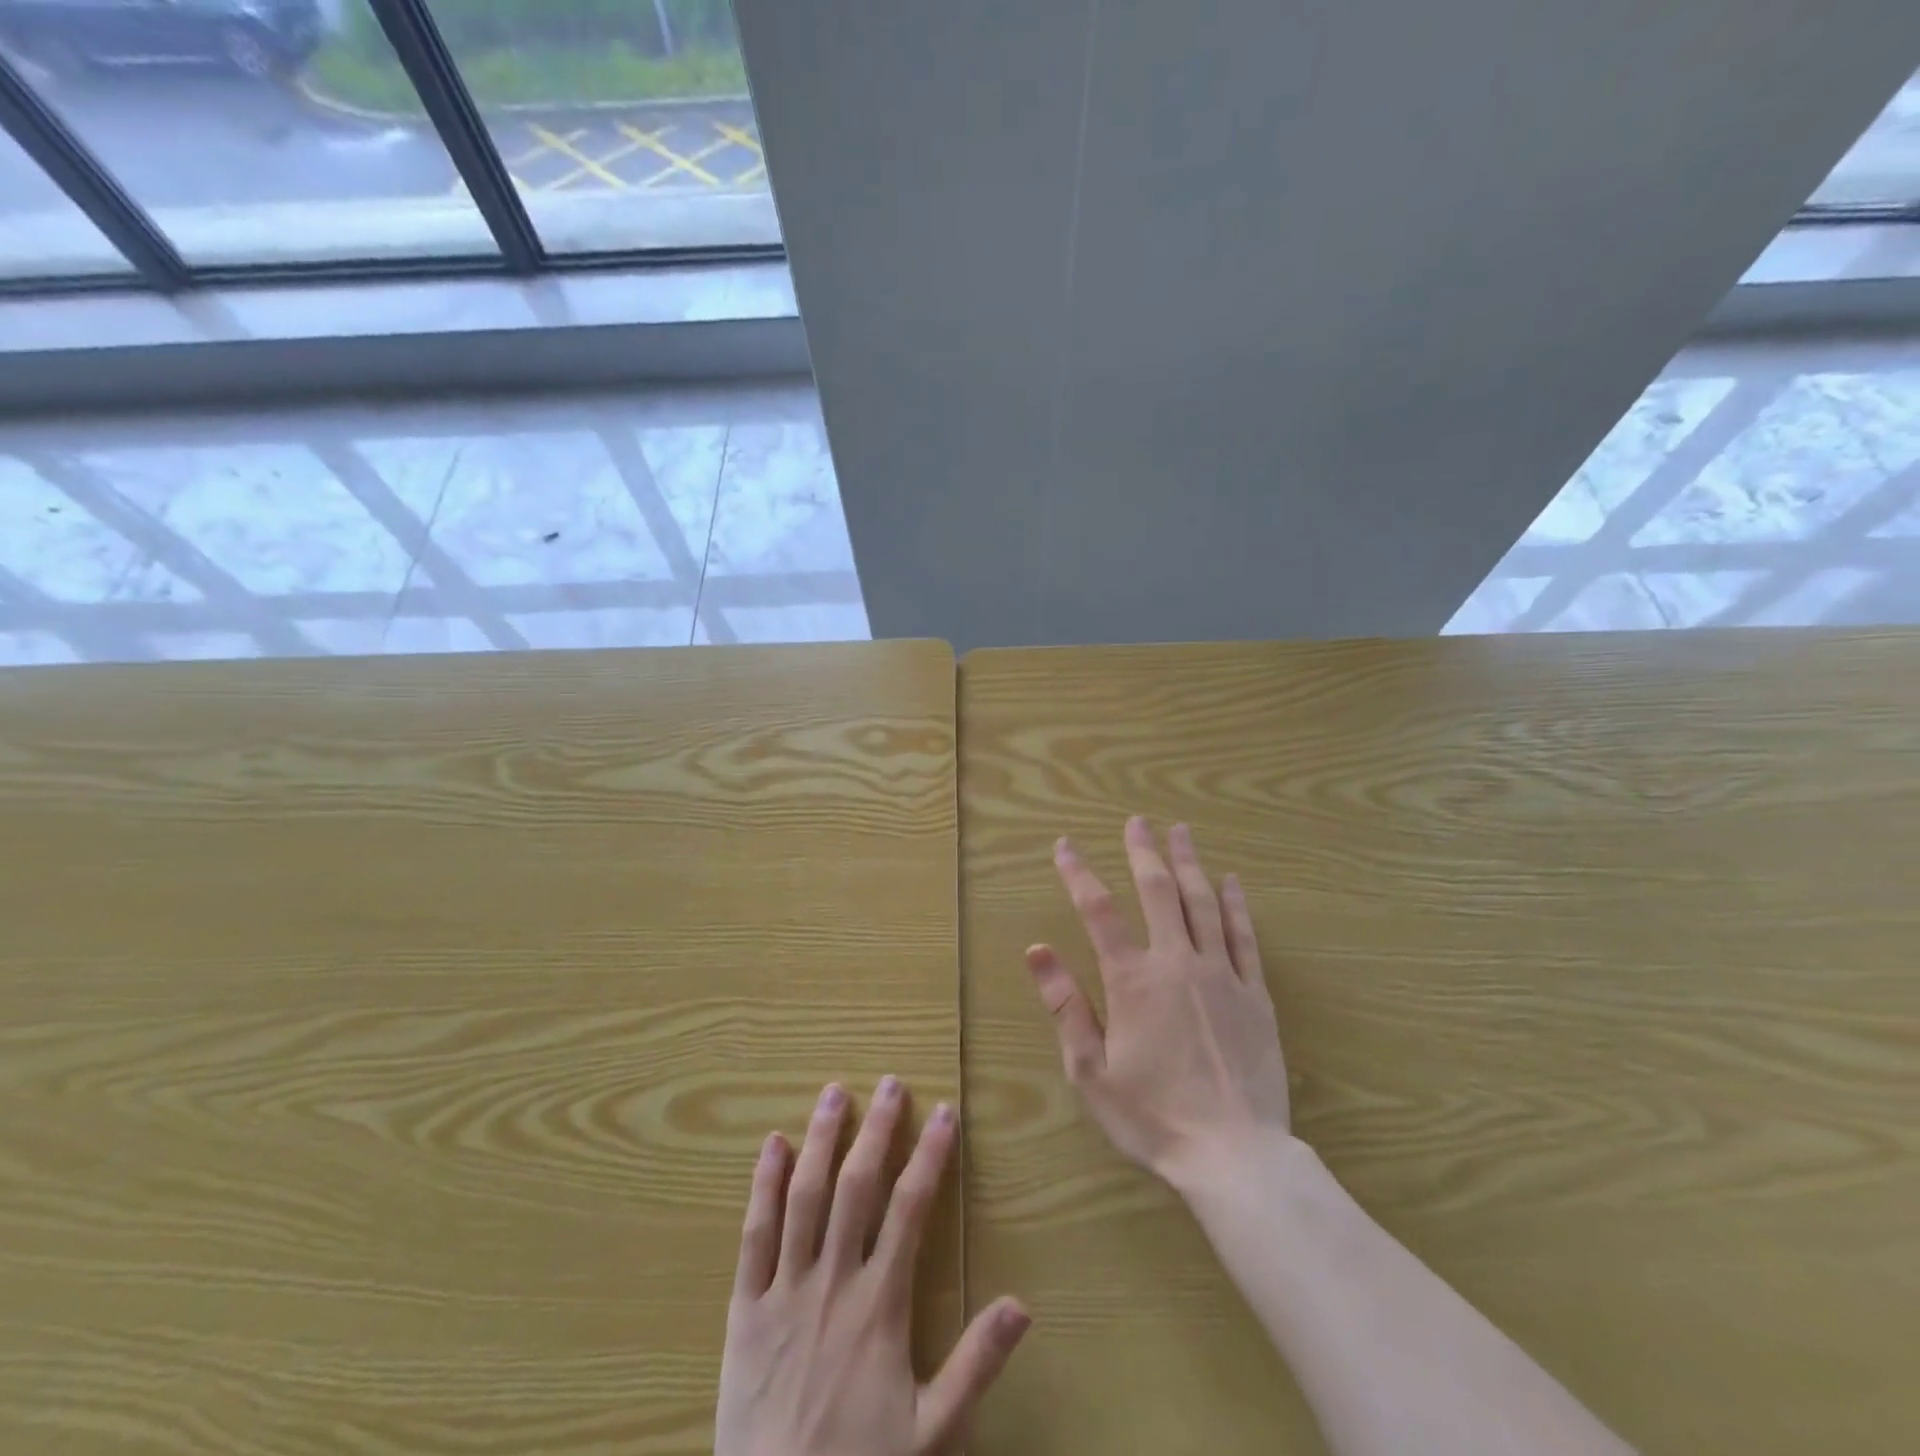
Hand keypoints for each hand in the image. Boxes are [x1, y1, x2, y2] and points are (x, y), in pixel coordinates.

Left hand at [716, 1079, 1031, 1455]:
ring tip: (834, 1093)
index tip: (944, 1113)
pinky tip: (771, 1145)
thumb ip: (975, 1366)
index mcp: (879, 1305)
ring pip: (804, 1197)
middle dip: (877, 1130)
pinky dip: (762, 1186)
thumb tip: (1022, 1304)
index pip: (910, 1209)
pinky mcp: (745, 1308)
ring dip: (821, 1140)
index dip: (930, 1156)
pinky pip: (754, 1236)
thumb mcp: (931, 1434)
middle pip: (856, 1187)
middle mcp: (833, 1281)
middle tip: (890, 1083)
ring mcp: (784, 1290)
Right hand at [1027, 817, 1291, 1188]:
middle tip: (1137, 822)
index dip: (1078, 873)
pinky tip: (1231, 881)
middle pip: (1159, 892)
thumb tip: (1037, 949)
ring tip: (1181, 832)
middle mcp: (1177, 963)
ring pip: (1204, 903)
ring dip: (1190, 863)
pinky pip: (1244, 936)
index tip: (1065, 846)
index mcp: (1132, 981)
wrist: (1234, 1156)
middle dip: (1143, 852)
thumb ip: (1065, 1005)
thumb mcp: (1090, 1070)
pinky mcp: (1255, 994)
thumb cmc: (1152, 1117)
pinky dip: (1236, 904)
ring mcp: (1222, 975)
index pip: (1098, 911)